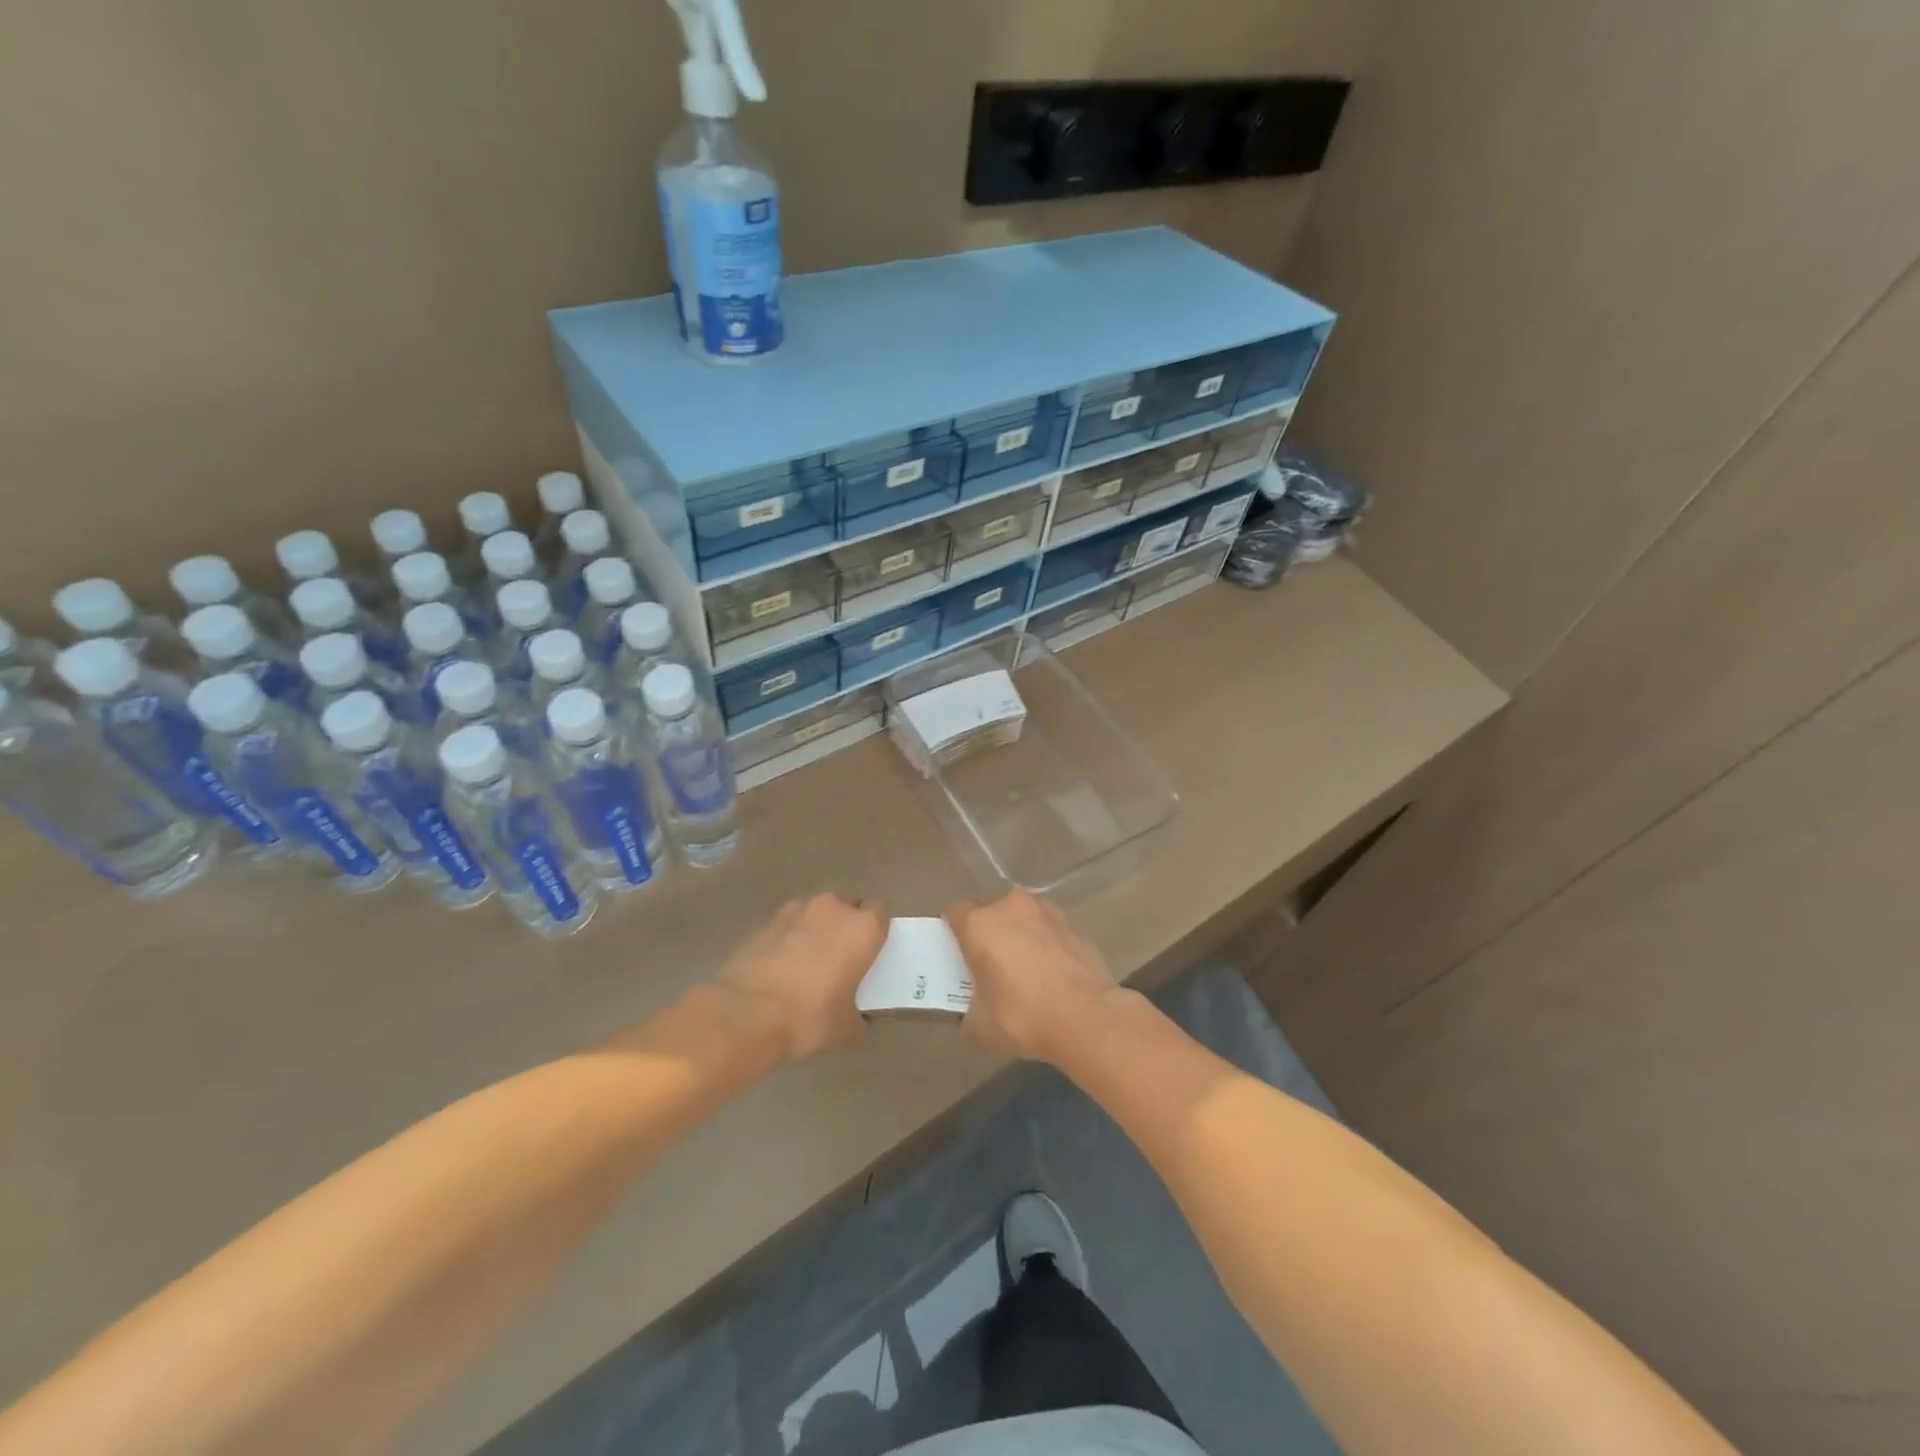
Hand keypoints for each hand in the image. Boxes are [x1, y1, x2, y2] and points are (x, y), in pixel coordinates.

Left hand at [714, 893, 889, 1060]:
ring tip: (808, 963)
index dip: (877, 929)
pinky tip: (782, 967)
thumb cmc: (810, 1016)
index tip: (872, 952)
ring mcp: (797, 910)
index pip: (881, 910)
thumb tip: (858, 1020)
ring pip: (817, 913)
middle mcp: (833, 908)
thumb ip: (861, 1018)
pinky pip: (789, 924)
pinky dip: (790, 938)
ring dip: (818, 929)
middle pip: (848, 907)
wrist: (746, 1013)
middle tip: (842, 959)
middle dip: (847, 927)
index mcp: (863, 927)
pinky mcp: (767, 921)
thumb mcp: (848, 1029)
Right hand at [945, 889, 1127, 1064]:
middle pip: (989, 910)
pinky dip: (1044, 940)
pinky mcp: (1073, 922)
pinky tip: (1050, 969)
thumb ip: (968, 1011)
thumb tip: (971, 1013)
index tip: (956, 952)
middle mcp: (1010, 906)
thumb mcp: (980, 1026)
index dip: (951, 930)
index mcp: (980, 924)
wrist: (1087, 1017)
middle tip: (989, 962)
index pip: (954, 912)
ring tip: (1024, 965)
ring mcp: (1045, 911)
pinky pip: (1047, 926)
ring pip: (1020, 915)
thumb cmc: (1024, 1016)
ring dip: (1017, 932)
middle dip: (986, 931)